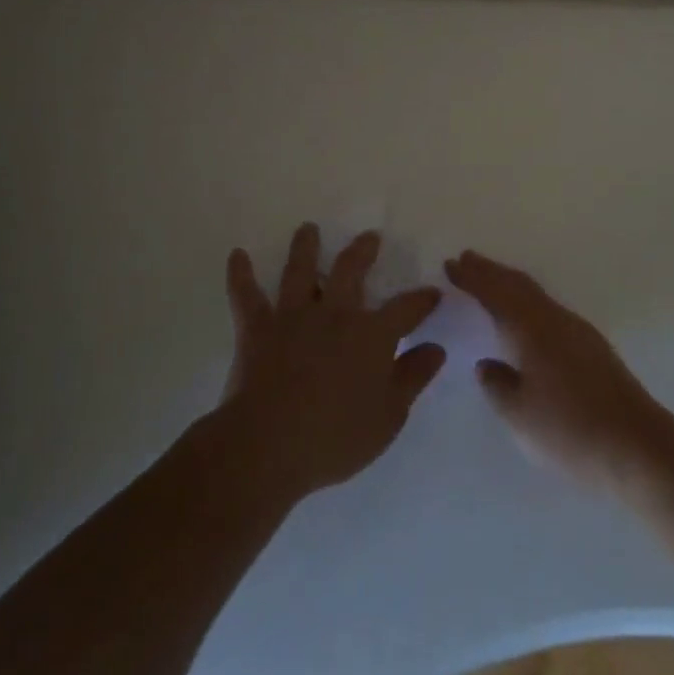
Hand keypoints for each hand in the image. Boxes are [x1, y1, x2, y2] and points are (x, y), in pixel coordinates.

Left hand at [219, 223, 445, 502]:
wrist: (268, 445)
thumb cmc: (336, 436)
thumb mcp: (389, 415)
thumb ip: (413, 377)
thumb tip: (436, 348)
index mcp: (372, 334)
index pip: (406, 308)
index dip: (422, 300)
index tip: (433, 293)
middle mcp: (335, 314)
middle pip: (351, 271)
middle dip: (363, 251)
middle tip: (369, 237)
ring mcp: (294, 317)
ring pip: (301, 271)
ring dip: (306, 247)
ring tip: (308, 228)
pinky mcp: (258, 329)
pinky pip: (247, 295)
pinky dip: (241, 274)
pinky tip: (237, 256)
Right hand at [446, 251, 673, 493]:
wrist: (638, 447)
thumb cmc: (570, 432)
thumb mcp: (519, 416)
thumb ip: (497, 385)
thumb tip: (488, 364)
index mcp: (531, 331)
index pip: (495, 294)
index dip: (472, 278)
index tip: (450, 264)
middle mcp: (555, 320)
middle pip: (518, 285)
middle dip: (491, 271)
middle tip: (466, 259)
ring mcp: (578, 331)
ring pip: (536, 295)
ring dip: (510, 283)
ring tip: (491, 279)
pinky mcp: (592, 347)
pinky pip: (549, 308)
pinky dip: (528, 300)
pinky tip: (527, 315)